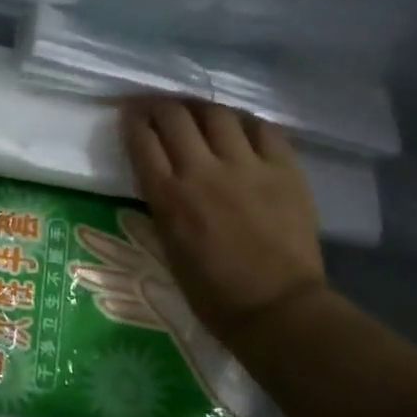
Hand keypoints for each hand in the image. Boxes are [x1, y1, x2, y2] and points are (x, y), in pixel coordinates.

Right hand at [119, 98, 325, 337]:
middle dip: (161, 106)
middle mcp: (202, 171)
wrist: (278, 310)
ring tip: (200, 114)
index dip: (133, 119)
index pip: (142, 138)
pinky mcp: (284, 170)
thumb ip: (162, 199)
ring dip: (202, 109)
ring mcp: (246, 167)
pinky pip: (263, 129)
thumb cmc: (211, 290)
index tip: (131, 114)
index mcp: (168, 195)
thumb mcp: (167, 242)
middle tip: (160, 108)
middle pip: (174, 116)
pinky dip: (246, 123)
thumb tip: (160, 171)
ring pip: (217, 114)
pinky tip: (241, 129)